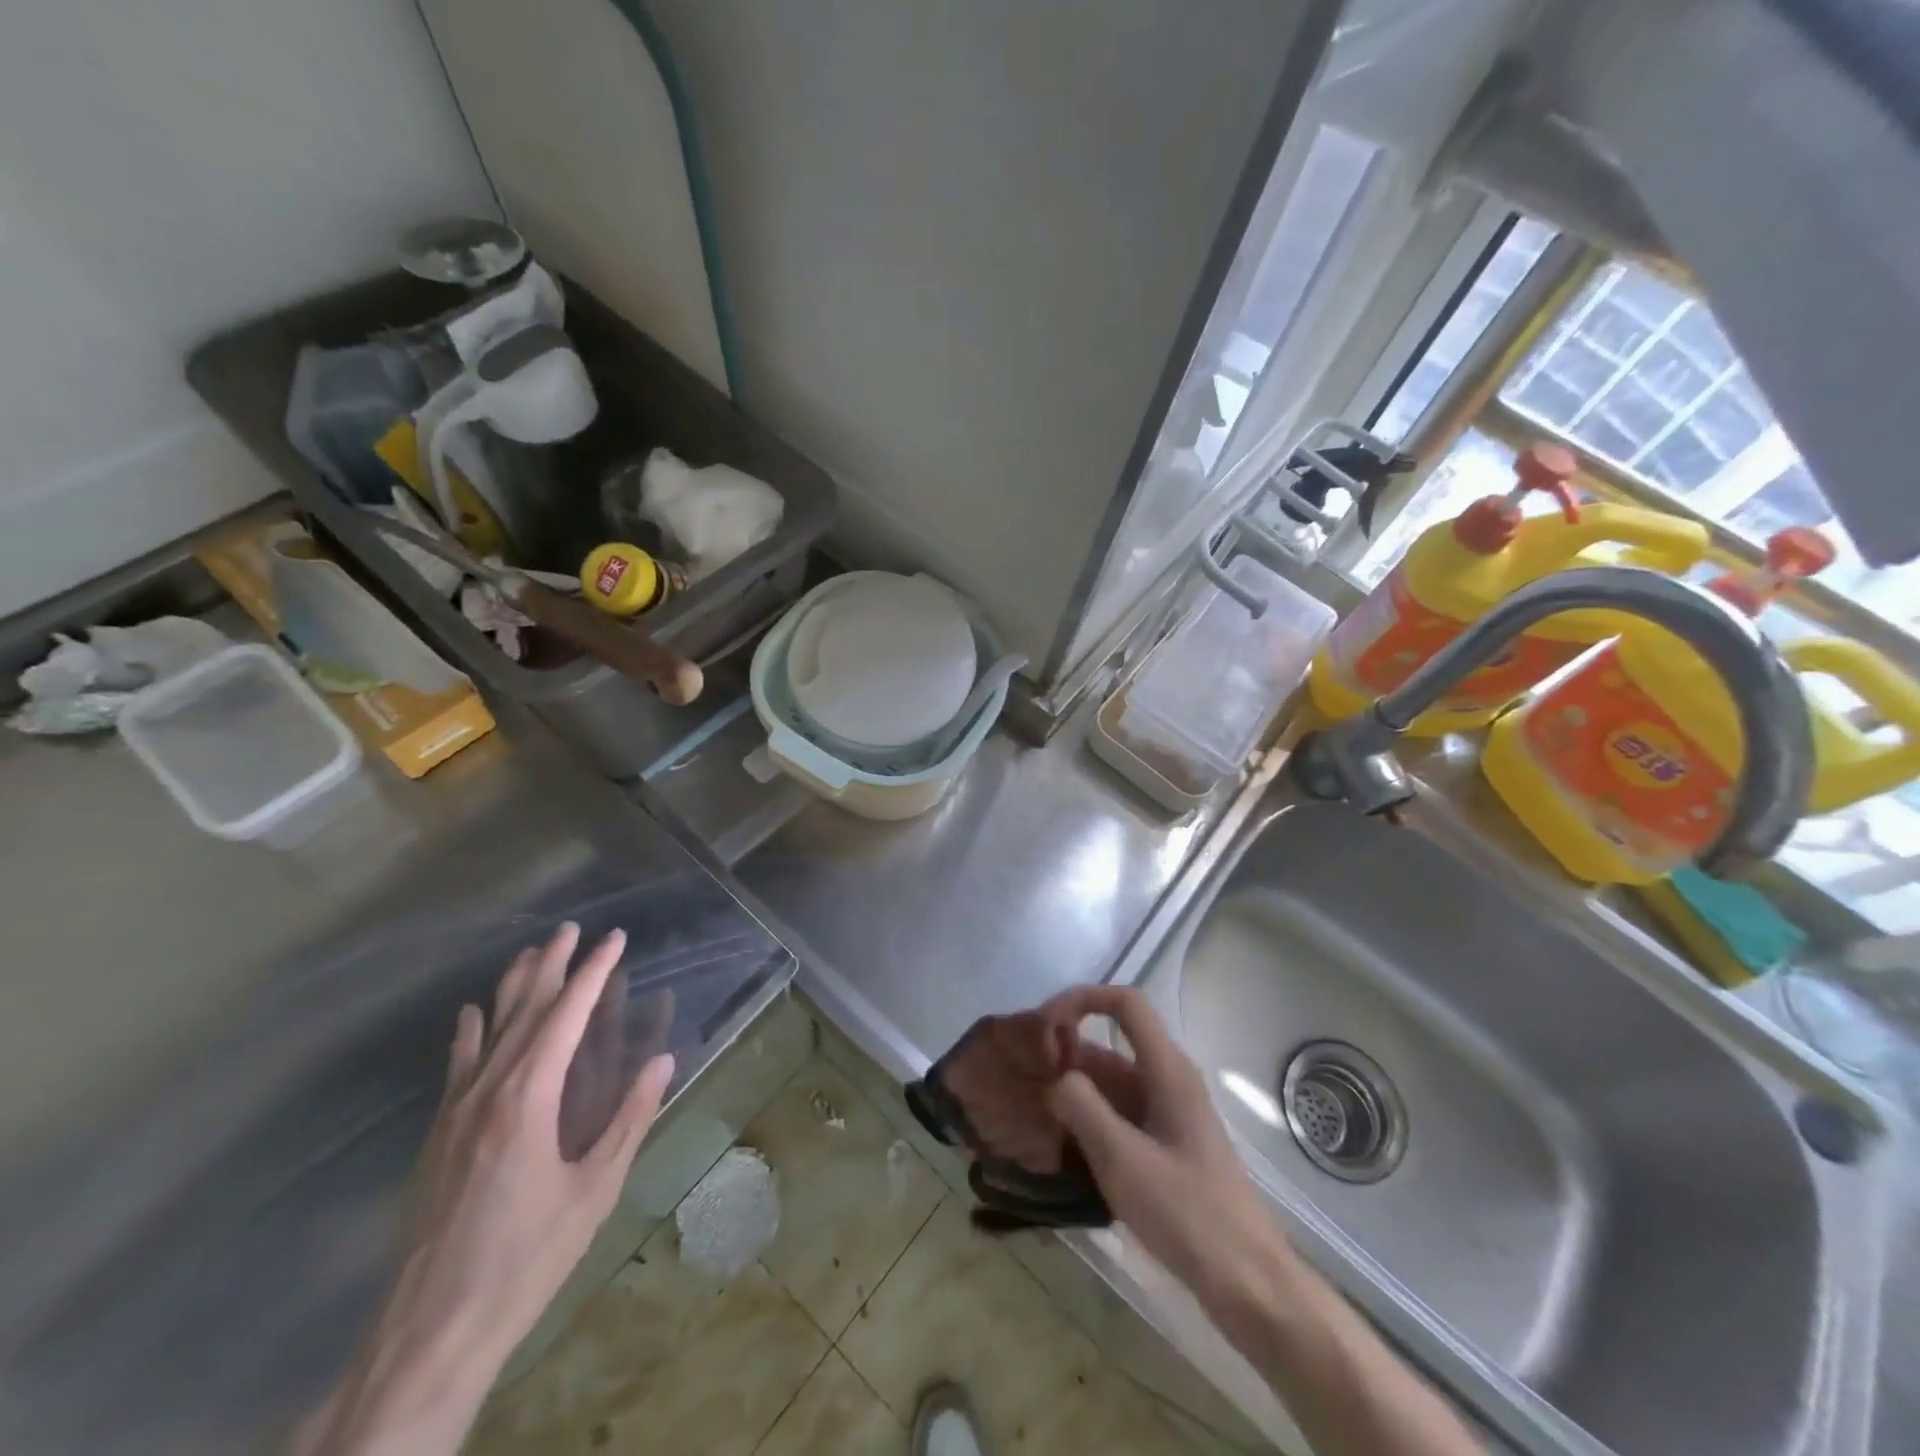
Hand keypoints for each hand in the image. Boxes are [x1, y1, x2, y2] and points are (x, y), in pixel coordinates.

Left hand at [295, 923, 674, 1455]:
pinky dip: (467, 1034)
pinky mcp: (437, 1136)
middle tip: (570, 929)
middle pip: (523, 1012)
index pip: (566, 1016)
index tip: (614, 940)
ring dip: (511, 988)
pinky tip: (469, 1014)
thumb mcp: (595, 1190)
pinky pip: (456, 1067)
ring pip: (487, 1032)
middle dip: (550, 966)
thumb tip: (663, 1061)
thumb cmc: (528, 1257)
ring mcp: (455, 1113)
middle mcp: (488, 1092)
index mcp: (529, 1100)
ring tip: (529, 952)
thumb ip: (630, 1119)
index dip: (592, 973)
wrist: (431, 1330)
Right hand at [1040, 986, 1289, 1307]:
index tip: (1043, 1026)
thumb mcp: (1123, 1159)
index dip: (1082, 999)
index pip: (1125, 1003)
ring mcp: (1169, 1114)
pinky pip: (1120, 1114)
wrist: (1249, 1284)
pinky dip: (1089, 1118)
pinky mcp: (1167, 1146)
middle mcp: (1169, 1080)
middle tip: (1023, 1078)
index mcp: (1167, 1070)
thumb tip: (1056, 1078)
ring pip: (1113, 1083)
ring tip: (1031, 1112)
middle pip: (1112, 1044)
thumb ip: (1082, 1107)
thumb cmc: (1188, 1214)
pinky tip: (1061, 1146)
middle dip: (1067, 1052)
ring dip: (1074, 1090)